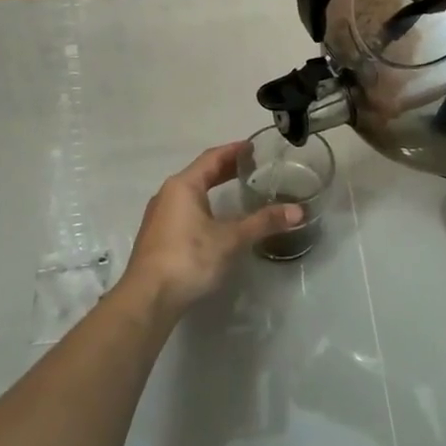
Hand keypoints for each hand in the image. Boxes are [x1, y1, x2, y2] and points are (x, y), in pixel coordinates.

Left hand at [118, 143, 301, 314]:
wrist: (147, 298)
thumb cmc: (189, 258)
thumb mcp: (231, 239)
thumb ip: (263, 222)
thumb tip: (298, 212)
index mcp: (183, 186)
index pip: (212, 158)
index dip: (234, 150)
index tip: (253, 147)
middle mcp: (167, 195)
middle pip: (200, 173)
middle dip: (225, 169)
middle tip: (251, 167)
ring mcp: (159, 216)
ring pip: (190, 193)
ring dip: (213, 188)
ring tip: (237, 191)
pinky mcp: (157, 237)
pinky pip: (184, 210)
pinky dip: (204, 205)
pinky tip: (216, 220)